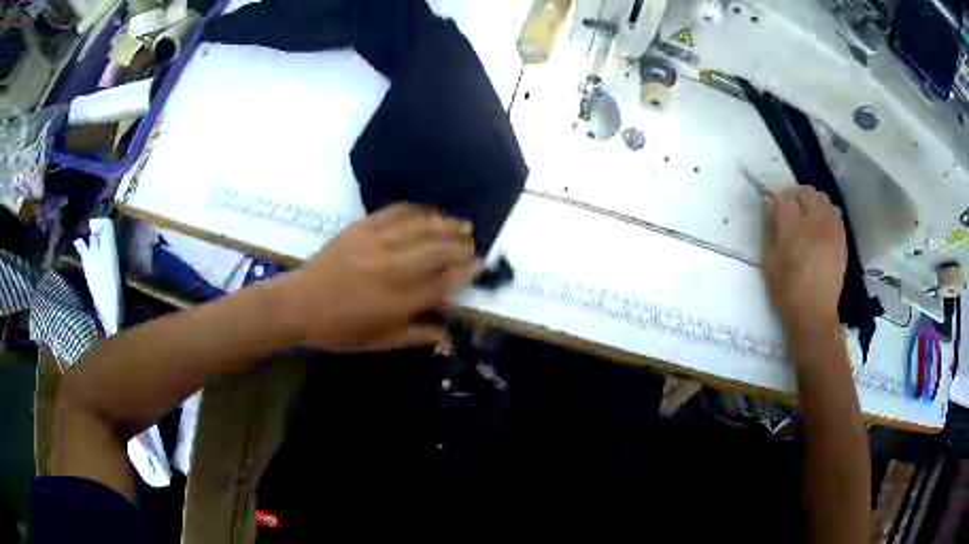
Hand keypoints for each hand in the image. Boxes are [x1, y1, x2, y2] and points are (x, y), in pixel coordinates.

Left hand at [277, 203, 476, 351]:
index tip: (482, 265)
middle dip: (462, 245)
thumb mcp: (380, 341)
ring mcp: (378, 243)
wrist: (299, 304)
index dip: (468, 271)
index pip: (445, 281)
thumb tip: (446, 331)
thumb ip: (416, 334)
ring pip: (422, 227)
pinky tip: (428, 212)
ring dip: (447, 224)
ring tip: (463, 224)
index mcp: (400, 300)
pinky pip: (396, 212)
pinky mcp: (362, 227)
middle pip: (439, 249)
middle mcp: (394, 267)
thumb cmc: (340, 329)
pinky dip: (417, 210)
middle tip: (473, 244)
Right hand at [762, 186, 845, 339]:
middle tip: (788, 204)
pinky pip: (834, 215)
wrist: (814, 315)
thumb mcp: (770, 262)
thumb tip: (769, 202)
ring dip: (812, 201)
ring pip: (824, 201)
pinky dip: (825, 213)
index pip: (785, 199)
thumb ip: (770, 229)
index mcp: (795, 228)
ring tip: (804, 214)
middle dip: (796, 194)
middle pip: (808, 193)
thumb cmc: (787, 292)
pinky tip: (818, 226)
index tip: (771, 200)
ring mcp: (832, 231)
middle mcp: (816, 223)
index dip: (776, 196)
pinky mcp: (841, 240)